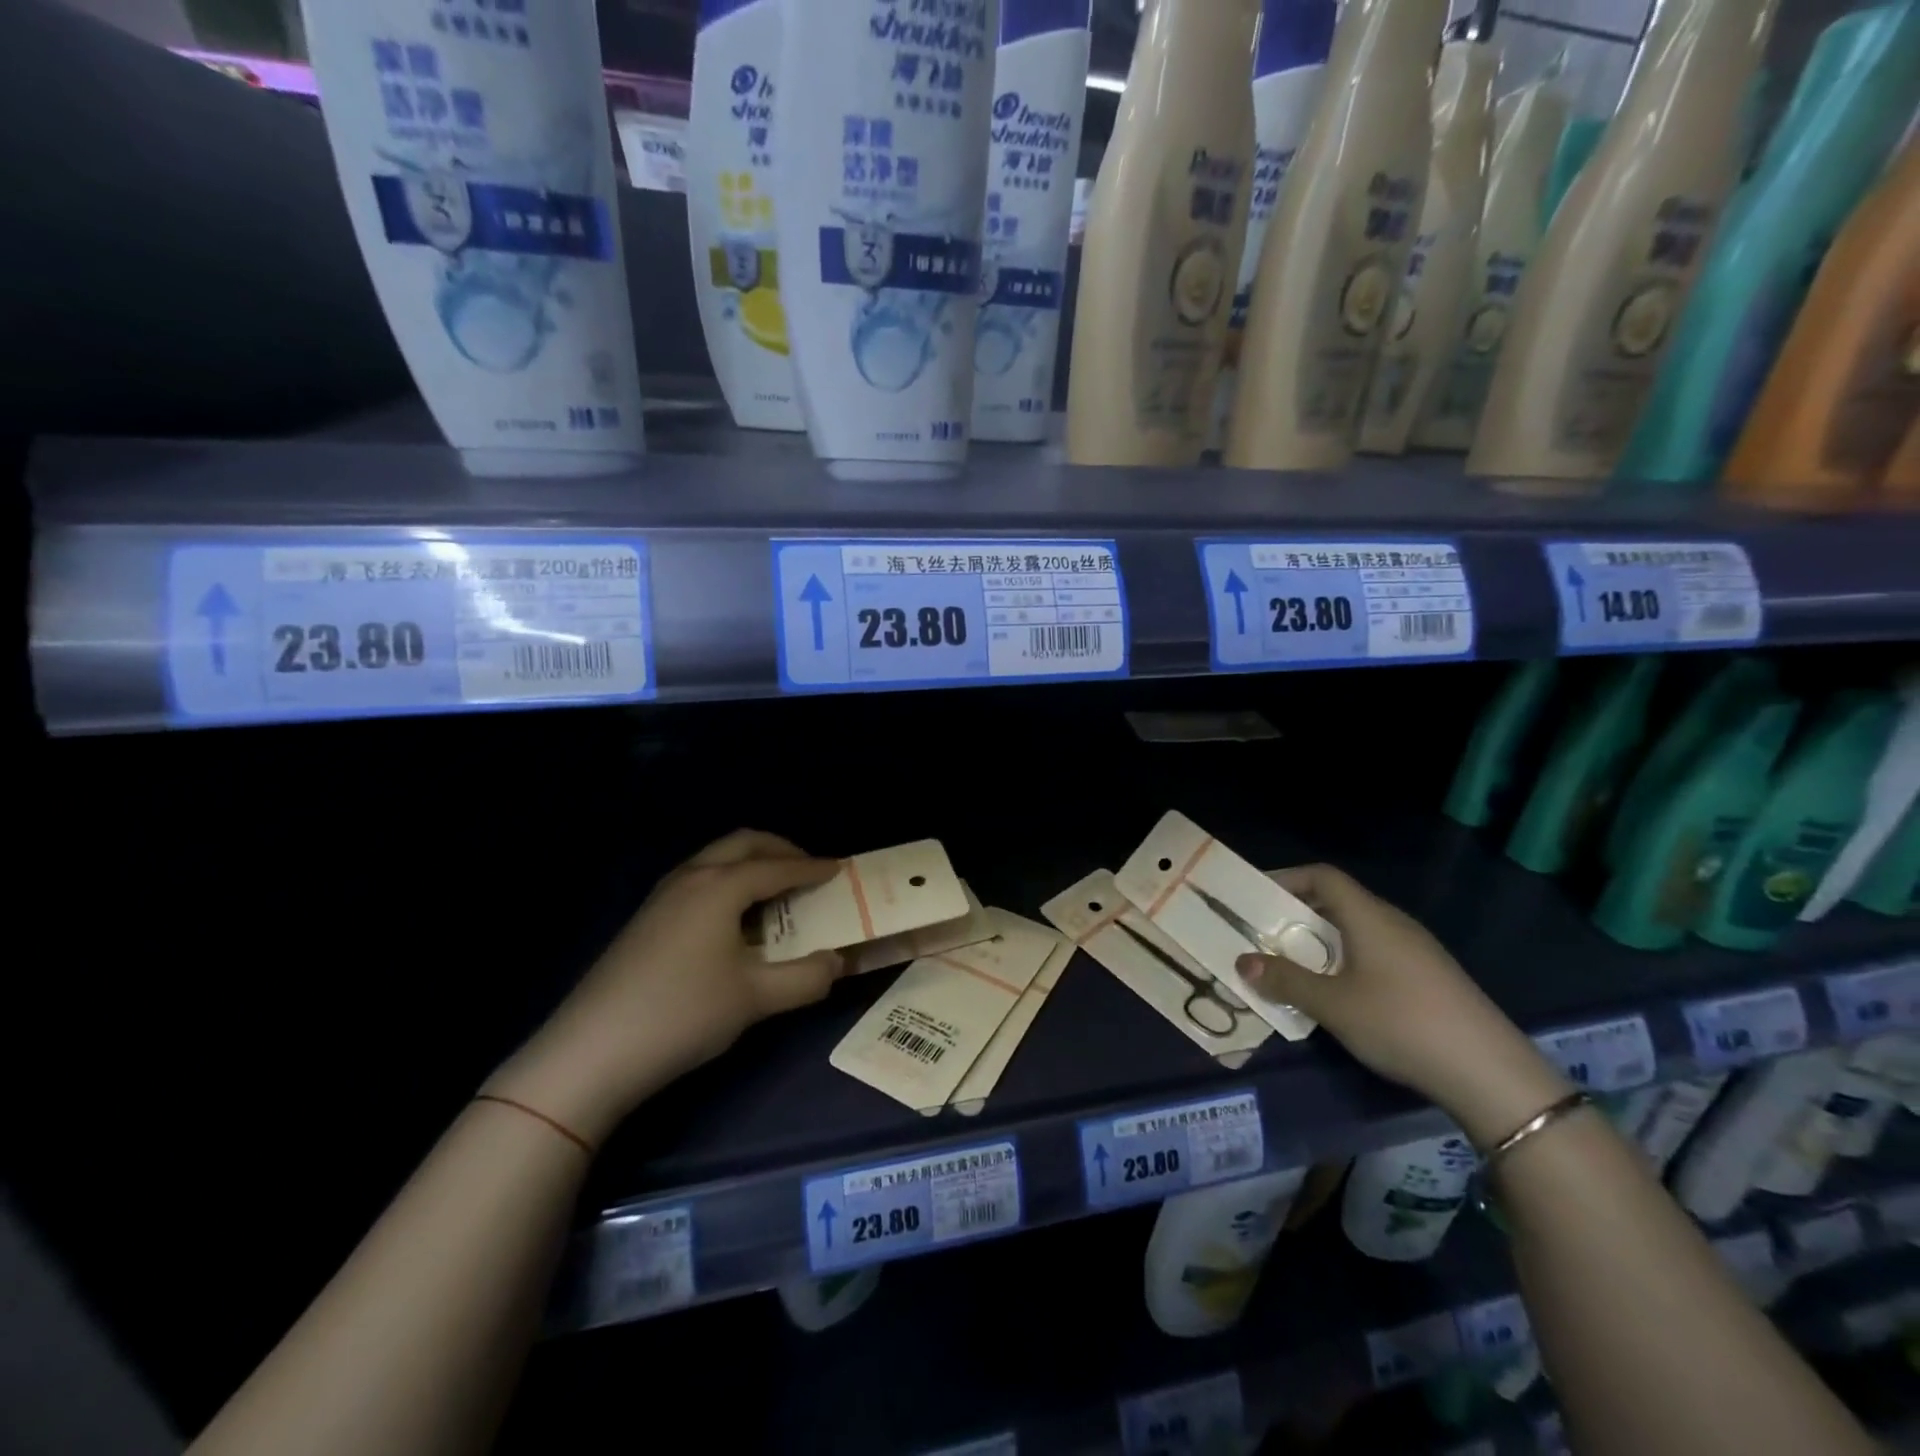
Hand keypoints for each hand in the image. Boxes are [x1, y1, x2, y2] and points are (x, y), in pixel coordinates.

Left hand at [485, 830, 845, 1145]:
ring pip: (715, 858)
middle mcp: (691, 877)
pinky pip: (698, 878)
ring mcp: (662, 896)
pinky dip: (728, 881)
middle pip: (743, 843)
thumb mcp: (756, 999)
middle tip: (808, 871)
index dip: (813, 868)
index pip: (777, 867)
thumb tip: (838, 962)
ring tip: (776, 892)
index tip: (841, 869)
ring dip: (751, 863)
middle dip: (780, 850)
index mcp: (720, 886)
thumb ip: (806, 978)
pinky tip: (733, 919)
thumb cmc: (682, 1014)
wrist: (591, 1051)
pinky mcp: (646, 918)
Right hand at [1237, 864, 1569, 1146]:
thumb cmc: (1401, 1023)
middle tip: (1264, 933)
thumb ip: (1286, 981)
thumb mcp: (1333, 1005)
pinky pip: (1375, 952)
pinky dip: (1345, 960)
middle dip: (1297, 913)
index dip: (1287, 878)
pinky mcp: (1430, 977)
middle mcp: (1393, 923)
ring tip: (1292, 965)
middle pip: (1338, 901)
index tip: (1256, 895)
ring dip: (1321, 941)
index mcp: (1369, 917)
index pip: (1323, 876)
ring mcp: (1416, 950)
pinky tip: (1337, 993)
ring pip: (1357, 930)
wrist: (1491, 1073)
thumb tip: (1242, 962)